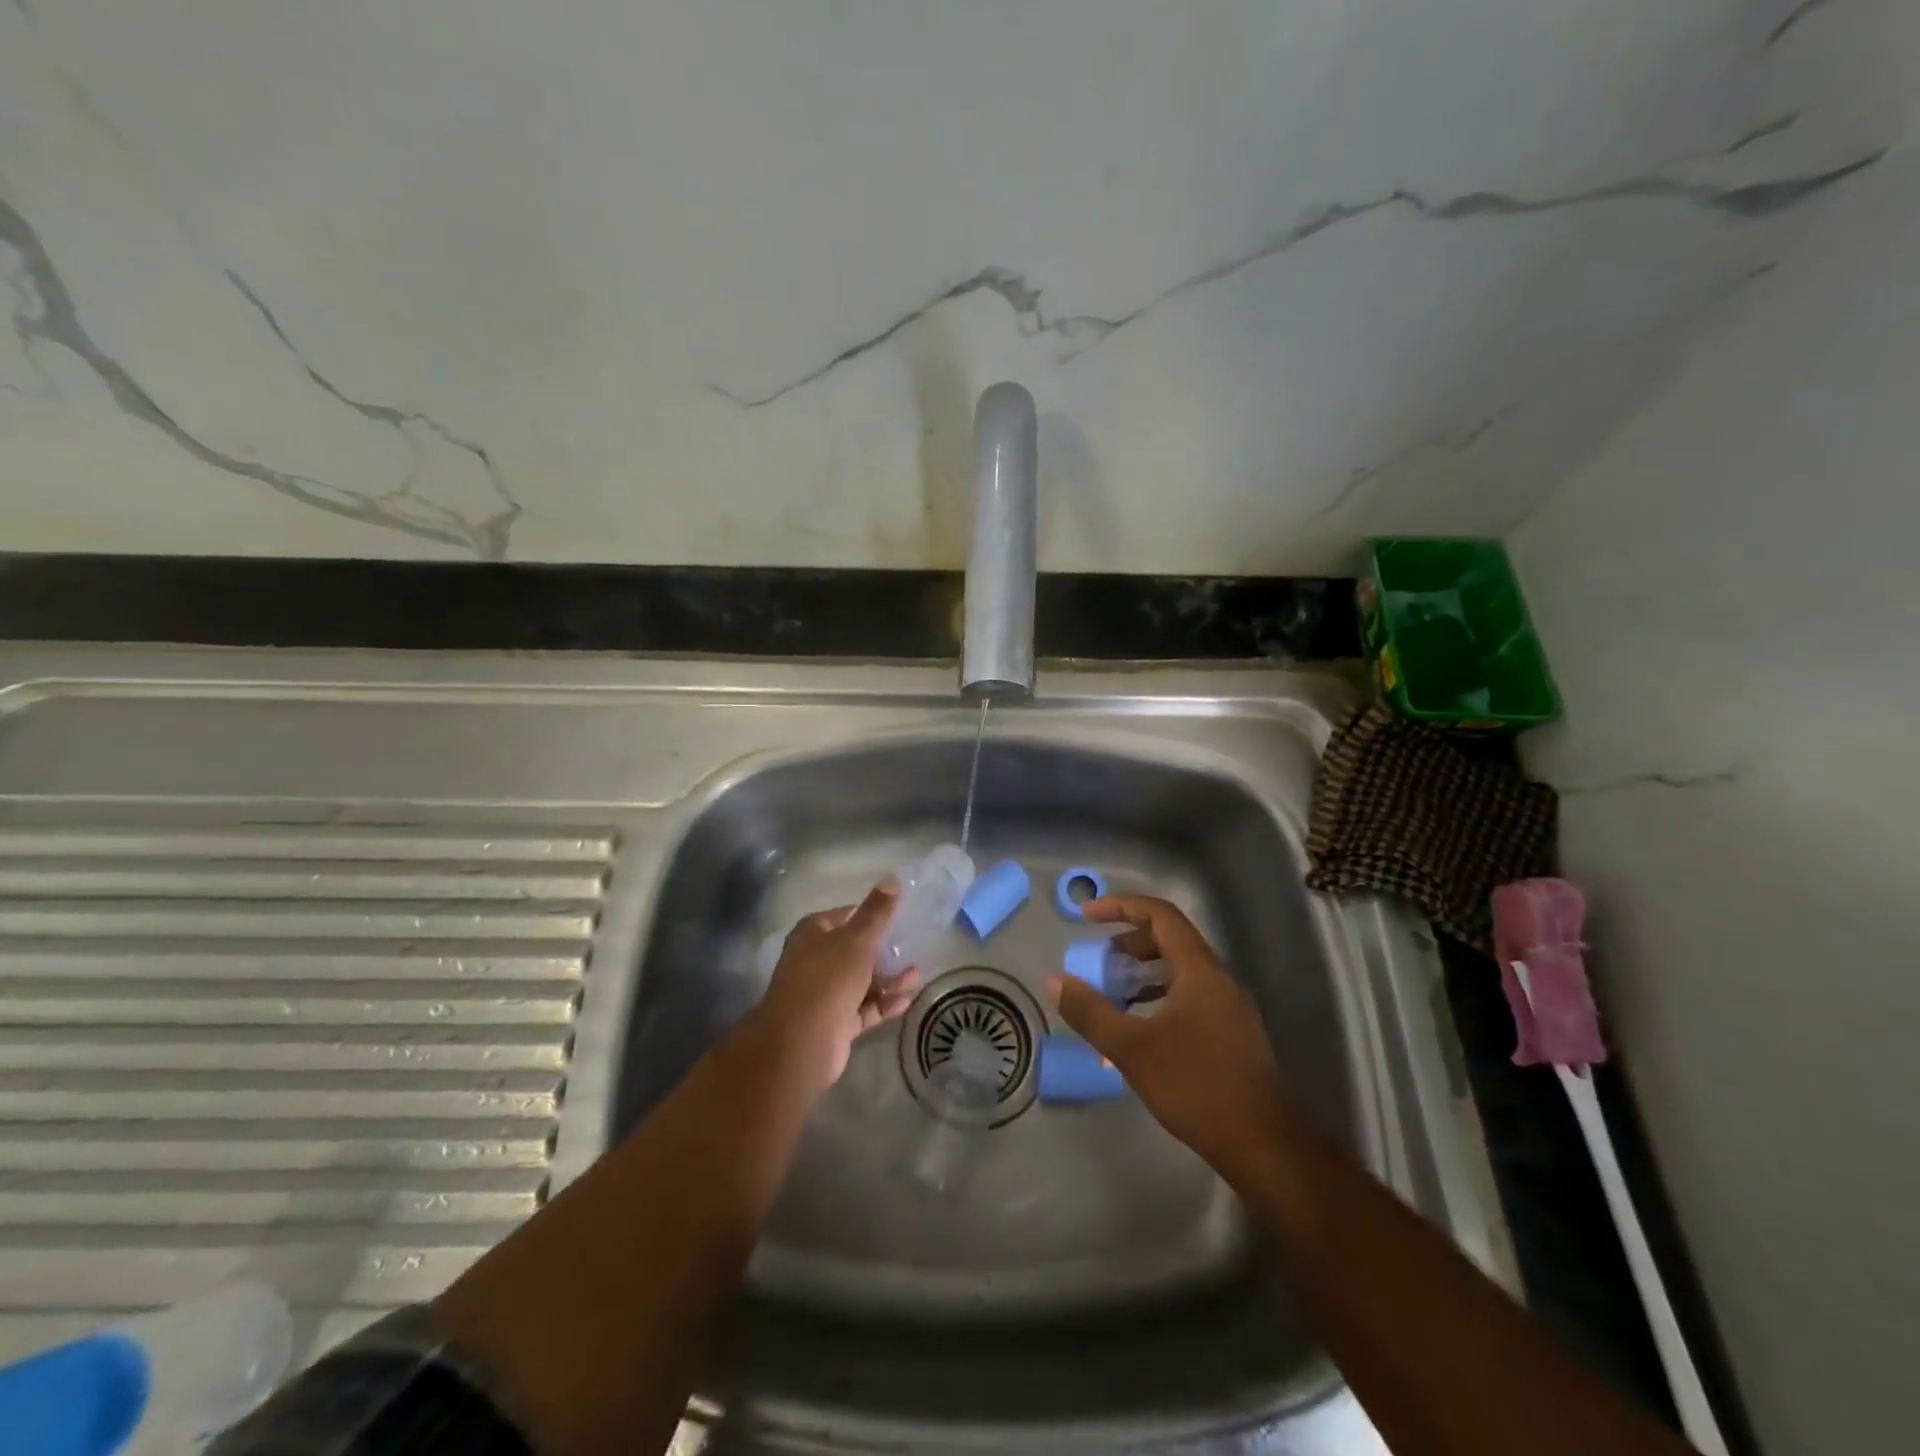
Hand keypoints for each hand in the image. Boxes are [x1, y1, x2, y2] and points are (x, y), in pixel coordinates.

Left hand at [753, 882, 918, 1089]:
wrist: (801, 1042)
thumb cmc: (828, 978)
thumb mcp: (857, 939)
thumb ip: (876, 913)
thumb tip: (892, 879)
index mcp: (812, 934)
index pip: (843, 916)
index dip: (868, 914)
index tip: (896, 916)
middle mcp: (814, 961)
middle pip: (854, 950)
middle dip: (883, 951)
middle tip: (911, 947)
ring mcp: (824, 994)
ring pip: (861, 981)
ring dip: (888, 978)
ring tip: (917, 975)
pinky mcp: (835, 1022)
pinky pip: (864, 1008)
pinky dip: (883, 1003)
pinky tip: (906, 999)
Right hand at [1047, 894, 1290, 1179]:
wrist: (1265, 1144)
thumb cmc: (1196, 1086)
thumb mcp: (1132, 1049)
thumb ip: (1090, 1012)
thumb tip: (1054, 980)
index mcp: (1198, 969)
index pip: (1160, 915)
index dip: (1120, 906)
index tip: (1086, 915)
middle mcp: (1217, 978)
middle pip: (1170, 939)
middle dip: (1128, 943)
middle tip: (1097, 962)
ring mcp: (1228, 1006)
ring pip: (1179, 970)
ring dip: (1141, 973)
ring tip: (1111, 995)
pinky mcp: (1231, 1033)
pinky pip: (1188, 995)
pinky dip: (1158, 997)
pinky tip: (1139, 1029)